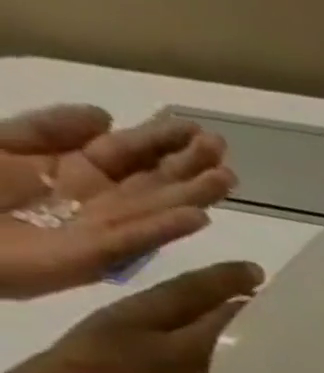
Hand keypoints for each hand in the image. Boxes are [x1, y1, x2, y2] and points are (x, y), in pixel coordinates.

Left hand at [0, 105, 235, 298]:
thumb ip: (47, 129)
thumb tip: (105, 116)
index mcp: (73, 169)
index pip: (127, 152)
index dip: (160, 140)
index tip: (195, 128)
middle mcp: (99, 199)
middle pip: (153, 181)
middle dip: (189, 164)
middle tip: (221, 147)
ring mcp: (103, 229)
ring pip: (158, 209)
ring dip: (194, 194)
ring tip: (227, 178)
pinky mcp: (96, 256)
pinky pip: (135, 239)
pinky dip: (167, 229)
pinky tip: (197, 218)